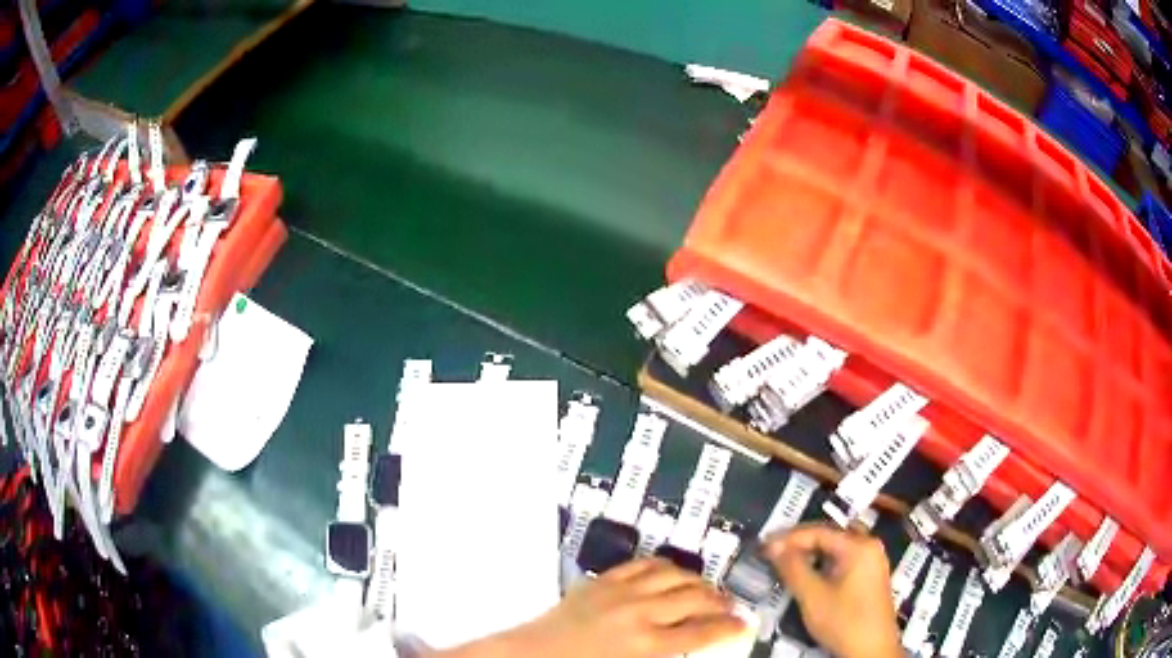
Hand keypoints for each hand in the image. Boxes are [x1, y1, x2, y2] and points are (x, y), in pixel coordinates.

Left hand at [438, 558, 743, 657]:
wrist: (532, 654)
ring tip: (707, 590)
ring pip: (674, 575)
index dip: (729, 627)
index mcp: (647, 645)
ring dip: (697, 581)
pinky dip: (664, 566)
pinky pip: (643, 564)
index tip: (744, 624)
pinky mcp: (603, 580)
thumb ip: (666, 654)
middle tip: (730, 607)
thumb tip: (693, 643)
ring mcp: (620, 592)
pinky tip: (672, 573)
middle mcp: (640, 613)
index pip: (702, 633)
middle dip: (720, 603)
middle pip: (695, 600)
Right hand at [762, 524, 901, 657]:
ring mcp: (873, 560)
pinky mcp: (870, 576)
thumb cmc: (843, 621)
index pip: (818, 531)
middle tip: (772, 551)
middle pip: (830, 534)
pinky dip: (823, 562)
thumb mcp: (813, 596)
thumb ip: (793, 568)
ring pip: (836, 547)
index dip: (788, 537)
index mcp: (859, 546)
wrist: (872, 650)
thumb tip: (773, 546)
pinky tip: (808, 572)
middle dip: (799, 542)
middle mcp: (869, 546)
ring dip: (811, 552)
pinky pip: (844, 558)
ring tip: (785, 560)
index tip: (763, 545)